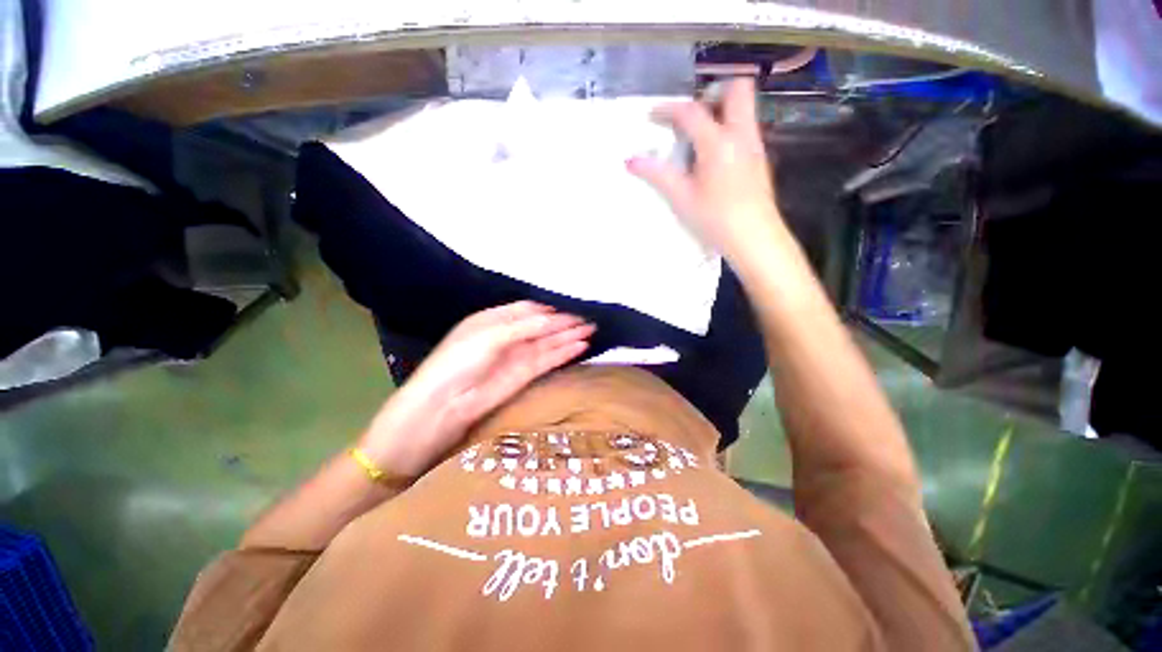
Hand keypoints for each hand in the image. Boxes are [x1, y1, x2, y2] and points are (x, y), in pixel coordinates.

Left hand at [360, 302, 594, 475]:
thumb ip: (524, 325)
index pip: (527, 310)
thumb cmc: (460, 360)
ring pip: (549, 343)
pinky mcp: (525, 375)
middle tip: (589, 321)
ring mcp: (518, 357)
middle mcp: (508, 336)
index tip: (568, 310)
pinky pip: (549, 360)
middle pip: (542, 326)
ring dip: (569, 336)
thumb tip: (554, 316)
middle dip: (564, 323)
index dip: (548, 310)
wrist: (444, 405)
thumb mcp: (490, 334)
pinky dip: (564, 353)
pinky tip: (581, 346)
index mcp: (494, 320)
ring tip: (591, 331)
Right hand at [628, 77, 784, 261]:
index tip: (652, 116)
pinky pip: (745, 127)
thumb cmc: (715, 219)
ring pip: (744, 107)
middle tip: (690, 117)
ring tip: (697, 137)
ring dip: (720, 110)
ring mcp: (755, 144)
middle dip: (710, 93)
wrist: (754, 239)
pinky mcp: (760, 158)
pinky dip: (728, 128)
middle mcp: (741, 134)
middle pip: (736, 88)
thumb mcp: (681, 198)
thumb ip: (657, 174)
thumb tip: (630, 161)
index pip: (691, 111)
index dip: (668, 109)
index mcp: (718, 142)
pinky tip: (712, 156)